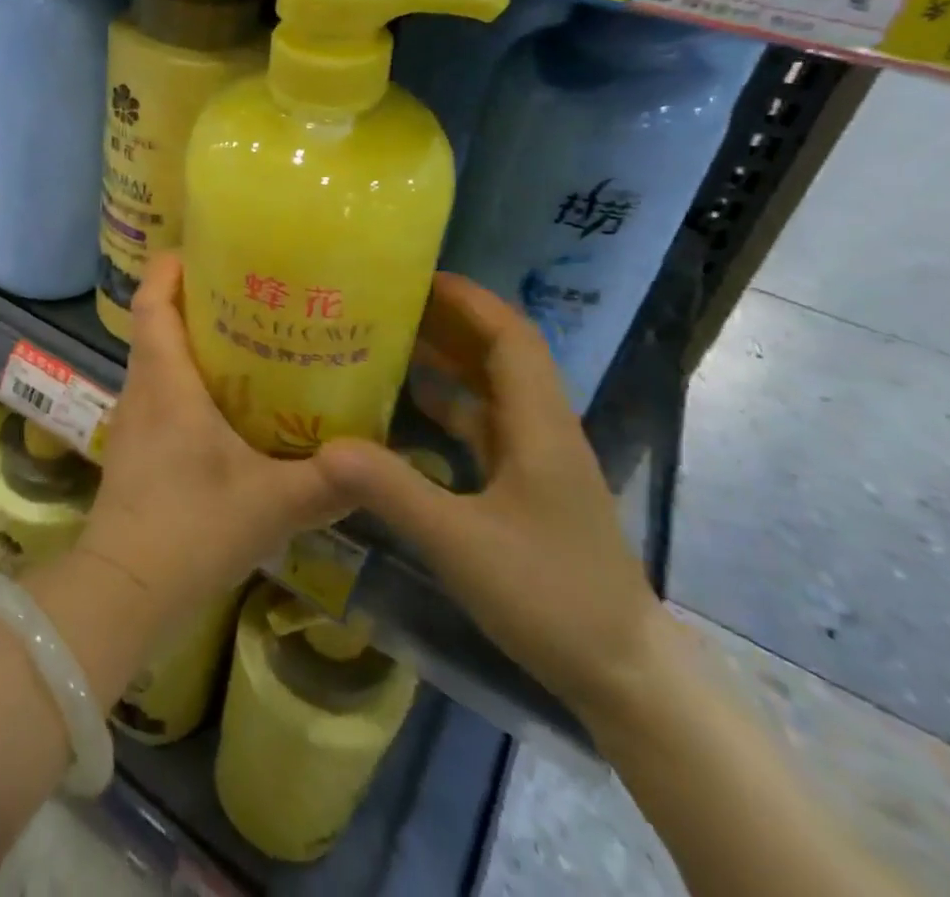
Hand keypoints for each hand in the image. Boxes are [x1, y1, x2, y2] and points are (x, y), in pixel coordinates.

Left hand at [78, 253, 352, 638]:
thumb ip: (328, 482)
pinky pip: (160, 391)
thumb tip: (379, 460)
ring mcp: (134, 419)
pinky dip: (188, 379)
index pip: (152, 301)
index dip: (170, 267)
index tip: (205, 249)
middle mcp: (143, 388)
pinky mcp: (136, 447)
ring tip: (249, 337)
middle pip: (157, 322)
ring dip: (193, 340)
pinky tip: (229, 403)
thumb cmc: (190, 530)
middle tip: (251, 290)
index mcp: (165, 381)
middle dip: (195, 299)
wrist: (124, 590)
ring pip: (158, 358)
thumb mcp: (272, 505)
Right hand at [316, 273, 664, 722]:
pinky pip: (487, 422)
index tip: (418, 275)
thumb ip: (393, 490)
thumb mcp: (461, 543)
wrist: (624, 673)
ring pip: (493, 387)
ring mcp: (538, 458)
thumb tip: (324, 446)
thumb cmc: (550, 596)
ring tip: (391, 338)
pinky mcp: (529, 484)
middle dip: (451, 319)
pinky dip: (451, 402)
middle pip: (501, 352)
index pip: (511, 337)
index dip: (470, 300)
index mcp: (539, 426)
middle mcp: (542, 428)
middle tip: (388, 301)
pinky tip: (412, 404)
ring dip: (449, 358)